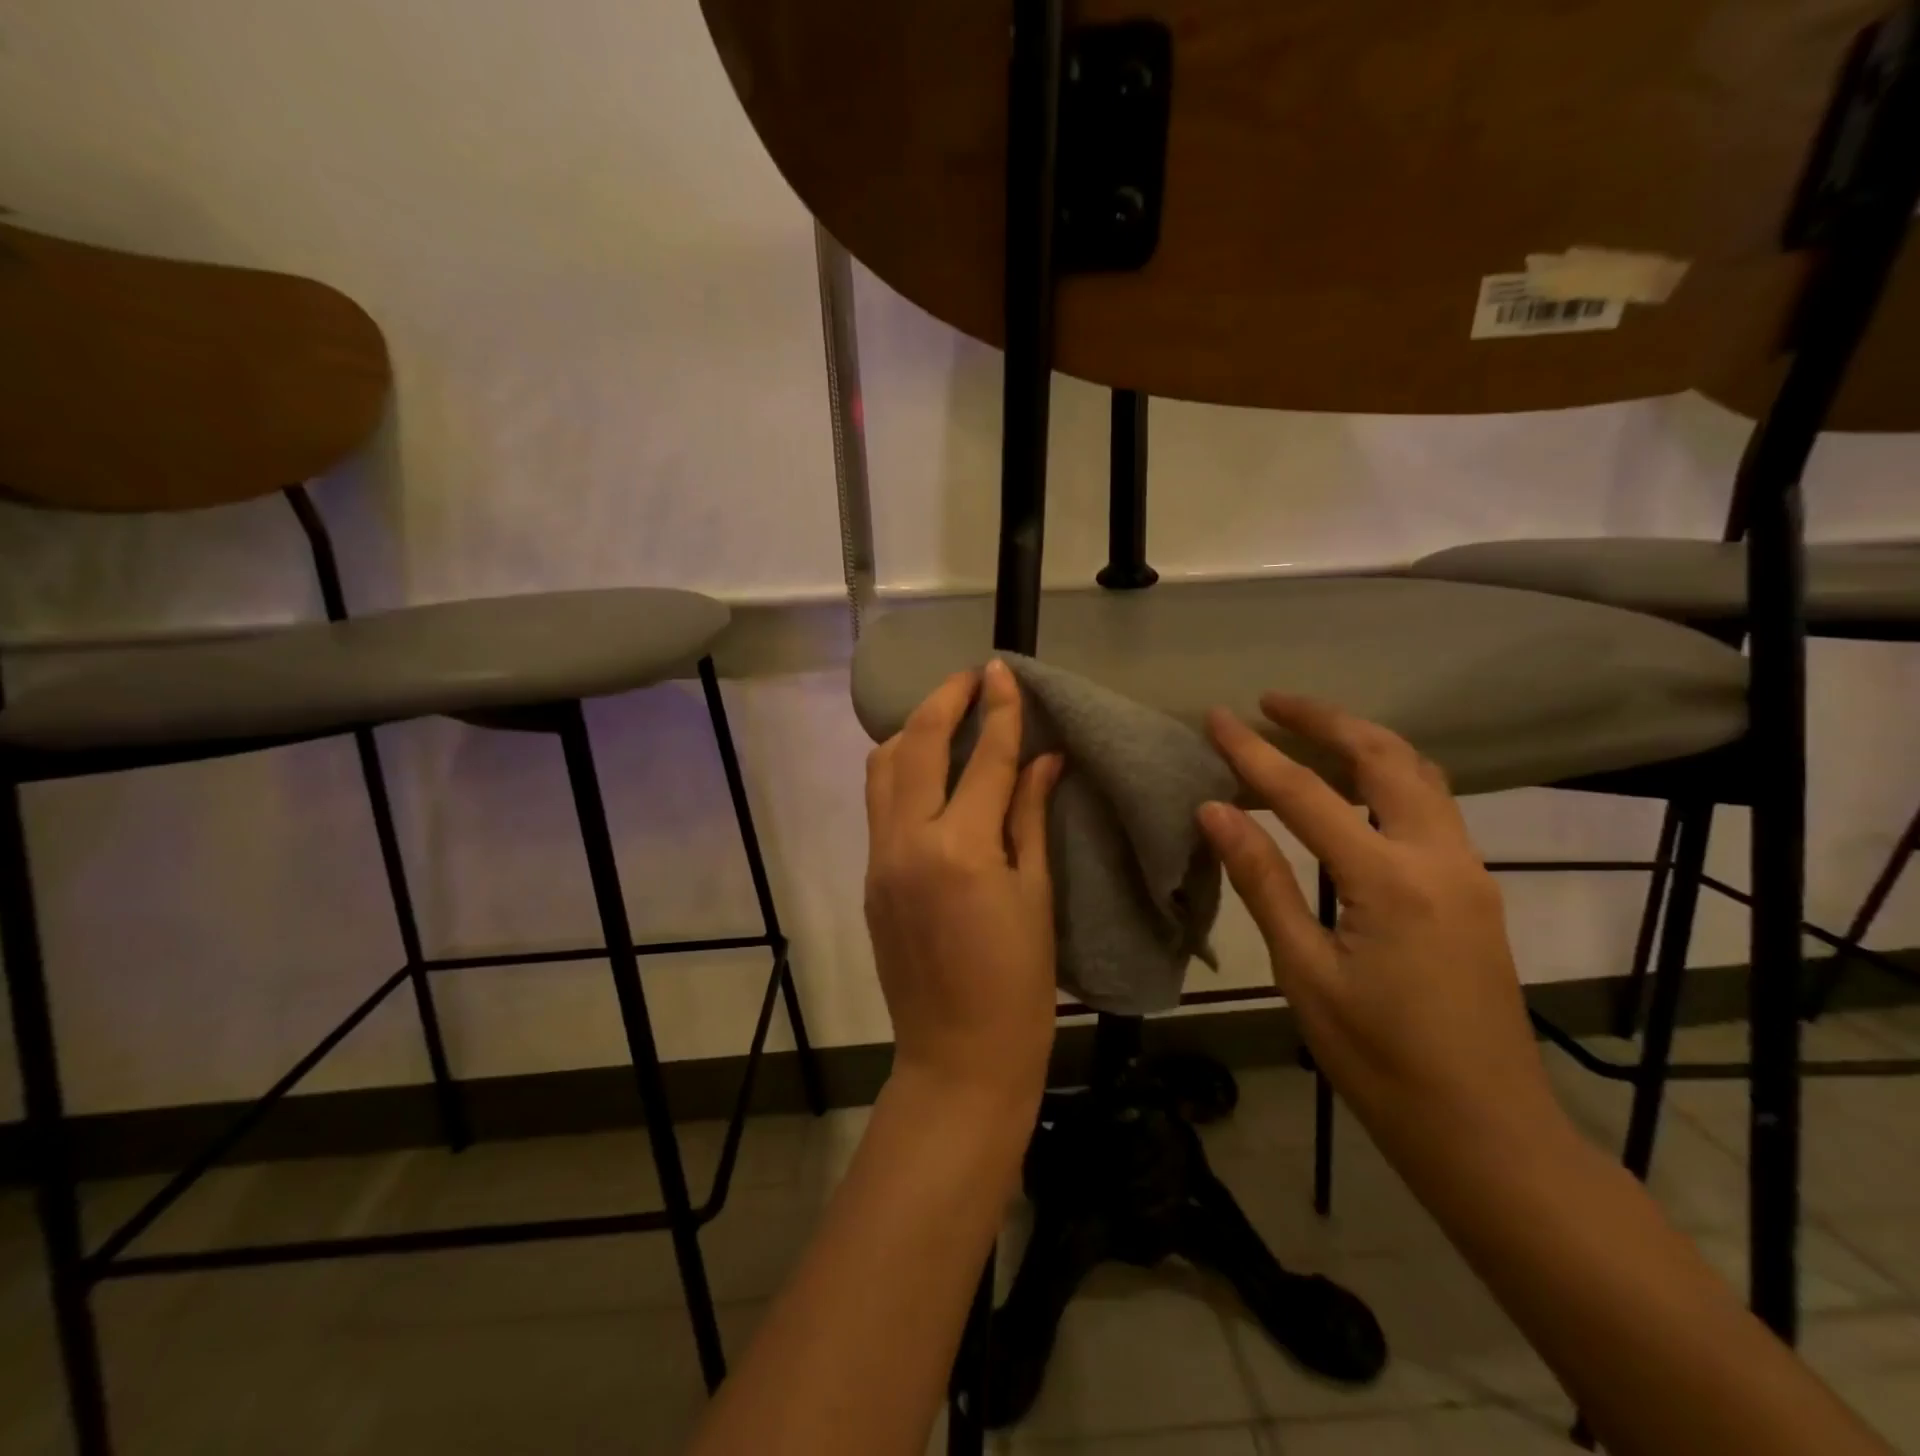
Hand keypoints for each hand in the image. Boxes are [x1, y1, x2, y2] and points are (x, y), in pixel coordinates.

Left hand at [864, 661, 1064, 1111]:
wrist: (958, 1058)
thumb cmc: (1018, 985)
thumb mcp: (1036, 894)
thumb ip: (1030, 816)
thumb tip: (1044, 758)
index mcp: (961, 848)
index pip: (984, 757)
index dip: (998, 708)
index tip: (1003, 669)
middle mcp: (908, 841)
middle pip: (917, 745)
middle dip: (944, 700)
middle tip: (972, 677)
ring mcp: (880, 858)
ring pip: (883, 768)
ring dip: (913, 730)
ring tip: (947, 715)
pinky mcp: (869, 876)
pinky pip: (879, 803)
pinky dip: (900, 770)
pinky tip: (929, 769)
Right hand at [1197, 695, 1560, 1161]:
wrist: (1488, 1131)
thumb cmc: (1381, 1060)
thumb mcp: (1304, 972)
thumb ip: (1262, 882)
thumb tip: (1215, 811)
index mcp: (1389, 882)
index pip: (1305, 795)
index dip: (1253, 752)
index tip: (1215, 717)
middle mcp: (1439, 859)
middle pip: (1384, 758)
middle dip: (1325, 720)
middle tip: (1271, 703)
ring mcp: (1467, 872)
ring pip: (1419, 775)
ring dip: (1363, 741)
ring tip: (1310, 730)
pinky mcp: (1475, 890)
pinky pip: (1431, 806)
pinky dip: (1388, 775)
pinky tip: (1355, 787)